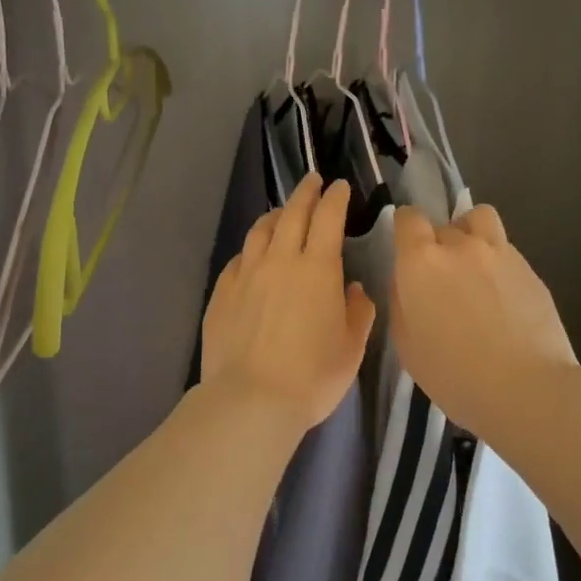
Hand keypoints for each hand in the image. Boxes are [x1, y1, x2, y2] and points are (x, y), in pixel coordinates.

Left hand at [201, 174, 376, 435]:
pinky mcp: (222, 292)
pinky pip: (239, 258)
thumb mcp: (351, 348)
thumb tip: (354, 289)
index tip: (340, 186)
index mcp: (318, 269)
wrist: (251, 399)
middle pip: (292, 214)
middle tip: (313, 180)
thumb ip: (357, 312)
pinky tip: (253, 253)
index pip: (328, 218)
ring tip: (282, 211)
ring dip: (275, 214)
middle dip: (305, 193)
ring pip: (260, 230)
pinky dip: (251, 247)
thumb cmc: (312, 376)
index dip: (335, 198)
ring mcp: (247, 274)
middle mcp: (280, 260)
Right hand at [390, 204, 578, 435]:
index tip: (406, 249)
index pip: (408, 218)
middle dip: (437, 244)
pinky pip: (505, 249)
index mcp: (422, 262)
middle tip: (441, 279)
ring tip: (473, 266)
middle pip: (443, 224)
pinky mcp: (530, 268)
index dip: (405, 229)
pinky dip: (497, 260)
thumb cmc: (455, 375)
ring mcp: (500, 253)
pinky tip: (502, 295)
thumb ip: (402, 302)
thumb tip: (407, 283)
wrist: (527, 389)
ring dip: (471, 233)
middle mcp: (460, 245)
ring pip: (480, 219)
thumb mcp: (407, 345)